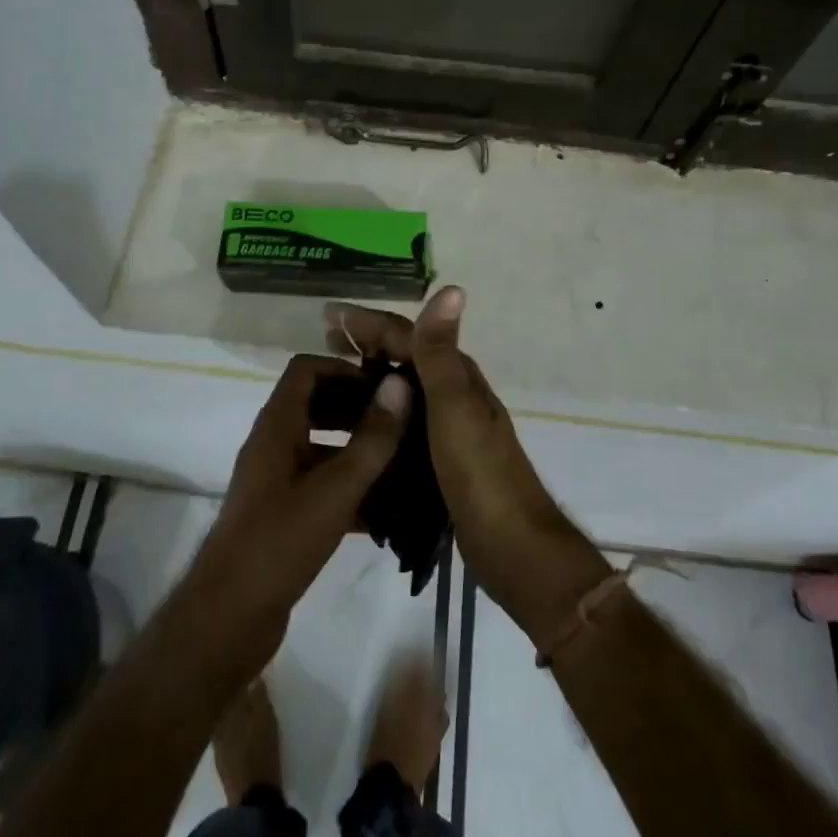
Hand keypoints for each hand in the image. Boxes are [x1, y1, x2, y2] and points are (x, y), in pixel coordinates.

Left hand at [183, 354, 409, 674]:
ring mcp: (275, 481)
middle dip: (357, 408)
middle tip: (401, 422)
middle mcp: (273, 445)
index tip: (384, 387)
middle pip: (315, 405)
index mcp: (277, 426)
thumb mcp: (334, 488)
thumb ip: (371, 438)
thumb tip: (400, 385)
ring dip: (357, 450)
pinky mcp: (282, 515)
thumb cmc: (279, 542)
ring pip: (321, 448)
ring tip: (402, 462)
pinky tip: (386, 512)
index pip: (306, 369)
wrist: (228, 619)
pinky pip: (320, 486)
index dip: (344, 369)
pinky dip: (349, 489)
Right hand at [326, 287, 610, 645]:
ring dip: (371, 378)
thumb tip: (452, 289)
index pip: (408, 335)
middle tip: (325, 341)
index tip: (328, 314)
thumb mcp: (455, 407)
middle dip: (367, 345)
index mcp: (457, 378)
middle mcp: (454, 396)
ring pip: (403, 392)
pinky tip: (358, 428)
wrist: (512, 547)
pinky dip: (380, 415)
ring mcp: (450, 431)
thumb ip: (441, 352)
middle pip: (405, 358)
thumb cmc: (480, 473)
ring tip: (331, 381)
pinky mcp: (442, 462)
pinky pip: (404, 425)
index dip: (369, 322)